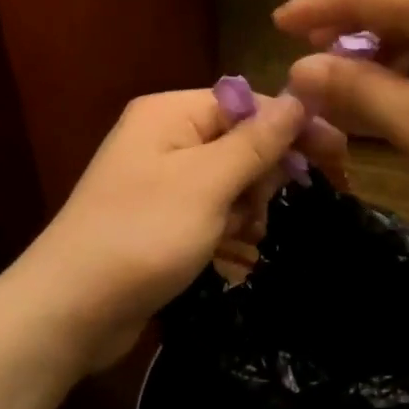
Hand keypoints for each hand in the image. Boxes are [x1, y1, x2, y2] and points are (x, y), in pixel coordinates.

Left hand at [19, 89, 345, 372]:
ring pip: (229, 181)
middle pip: (239, 142)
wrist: (70, 309)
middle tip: (260, 211)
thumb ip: (255, 142)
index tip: (338, 155)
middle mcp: (163, 138)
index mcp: (170, 113)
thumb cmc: (143, 234)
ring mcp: (159, 181)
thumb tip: (298, 99)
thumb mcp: (207, 184)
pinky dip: (225, 229)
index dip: (292, 127)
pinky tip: (230, 253)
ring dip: (244, 208)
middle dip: (259, 177)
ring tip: (238, 238)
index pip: (246, 103)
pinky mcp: (159, 219)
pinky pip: (209, 211)